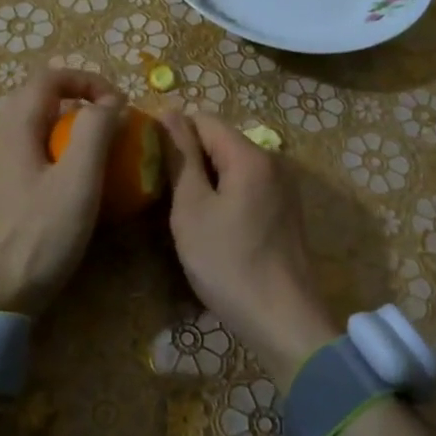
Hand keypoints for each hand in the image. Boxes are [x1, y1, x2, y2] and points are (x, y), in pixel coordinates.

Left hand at [0, 69, 125, 317]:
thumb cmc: (39, 237)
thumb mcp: (78, 182)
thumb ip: (95, 131)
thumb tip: (109, 101)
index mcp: (13, 128)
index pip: (49, 77)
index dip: (87, 80)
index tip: (118, 104)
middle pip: (38, 100)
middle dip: (79, 104)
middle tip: (111, 129)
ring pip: (31, 130)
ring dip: (67, 132)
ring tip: (96, 158)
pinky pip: (25, 157)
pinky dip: (53, 156)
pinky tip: (69, 189)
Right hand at [158, 112, 341, 391]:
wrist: (283, 320)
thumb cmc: (229, 263)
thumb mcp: (192, 209)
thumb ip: (182, 158)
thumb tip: (170, 114)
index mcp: (251, 156)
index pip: (204, 120)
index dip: (173, 133)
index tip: (149, 162)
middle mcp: (274, 162)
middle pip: (222, 142)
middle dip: (191, 160)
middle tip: (163, 193)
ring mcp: (284, 188)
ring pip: (234, 168)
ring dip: (207, 182)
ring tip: (184, 213)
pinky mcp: (286, 212)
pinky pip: (248, 189)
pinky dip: (226, 198)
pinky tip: (213, 229)